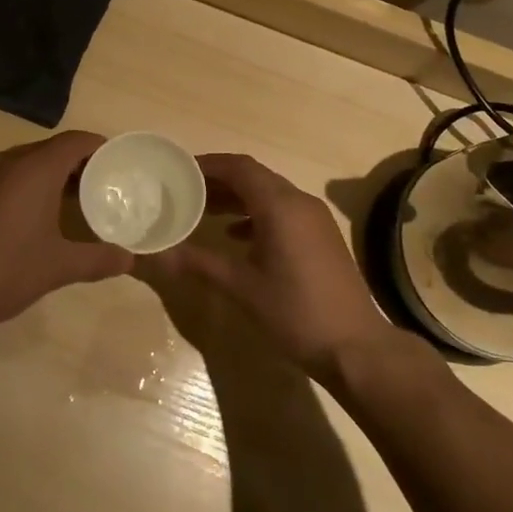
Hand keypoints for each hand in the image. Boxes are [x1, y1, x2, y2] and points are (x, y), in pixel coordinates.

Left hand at [0, 130, 131, 342]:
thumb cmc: (3, 268)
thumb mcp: (57, 267)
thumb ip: (96, 259)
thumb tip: (130, 259)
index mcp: (35, 168)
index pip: (76, 141)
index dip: (101, 148)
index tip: (121, 164)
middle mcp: (9, 161)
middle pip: (53, 149)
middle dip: (80, 164)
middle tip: (105, 185)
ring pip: (28, 163)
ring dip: (54, 176)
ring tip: (78, 201)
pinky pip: (9, 177)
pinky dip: (31, 186)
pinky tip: (40, 216)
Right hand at [153, 154, 394, 382]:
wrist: (355, 347)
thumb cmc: (295, 312)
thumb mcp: (242, 287)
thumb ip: (199, 263)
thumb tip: (157, 254)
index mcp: (280, 206)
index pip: (240, 168)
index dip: (209, 164)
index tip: (180, 169)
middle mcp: (299, 202)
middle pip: (254, 177)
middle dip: (220, 180)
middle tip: (185, 189)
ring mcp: (314, 219)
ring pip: (269, 194)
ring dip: (237, 198)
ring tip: (203, 210)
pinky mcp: (321, 237)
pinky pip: (283, 211)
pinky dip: (256, 214)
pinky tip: (236, 236)